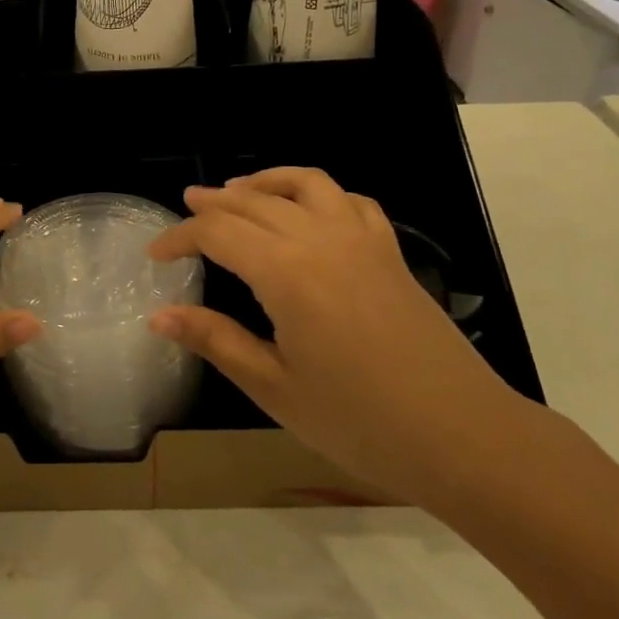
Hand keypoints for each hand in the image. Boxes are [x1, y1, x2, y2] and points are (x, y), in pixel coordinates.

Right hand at [148, 167, 532, 508]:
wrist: (462, 437)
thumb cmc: (359, 422)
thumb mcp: (274, 387)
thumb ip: (215, 340)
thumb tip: (158, 316)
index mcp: (286, 272)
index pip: (218, 233)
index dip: (180, 237)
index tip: (155, 253)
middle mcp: (321, 239)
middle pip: (254, 203)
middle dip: (214, 204)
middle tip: (186, 208)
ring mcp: (362, 240)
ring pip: (305, 185)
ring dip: (265, 182)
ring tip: (239, 192)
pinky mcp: (390, 252)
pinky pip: (350, 201)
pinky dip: (319, 194)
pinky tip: (309, 211)